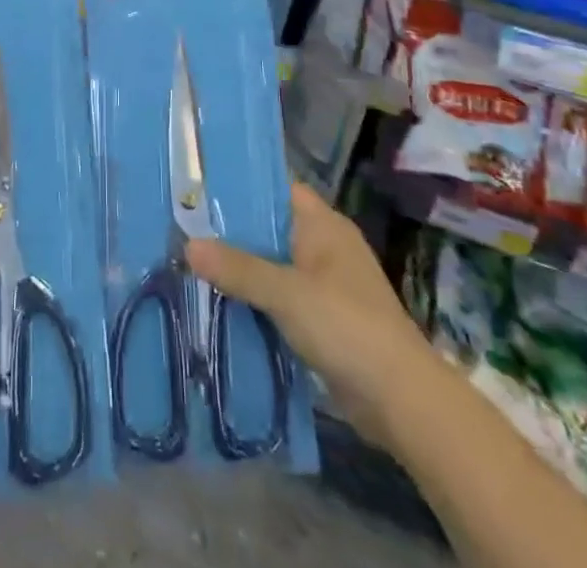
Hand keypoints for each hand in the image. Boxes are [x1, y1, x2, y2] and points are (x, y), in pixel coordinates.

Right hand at [186, 181, 425, 439]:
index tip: (201, 188)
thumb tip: (188, 245)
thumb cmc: (346, 326)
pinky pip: (282, 298)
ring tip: (194, 264)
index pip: (278, 189)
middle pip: (272, 228)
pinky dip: (258, 300)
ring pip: (275, 265)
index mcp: (323, 225)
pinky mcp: (326, 320)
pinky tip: (224, 304)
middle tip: (186, 228)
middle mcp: (326, 247)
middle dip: (234, 232)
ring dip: (244, 269)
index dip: (243, 187)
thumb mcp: (286, 293)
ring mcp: (327, 284)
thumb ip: (238, 268)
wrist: (400, 399)